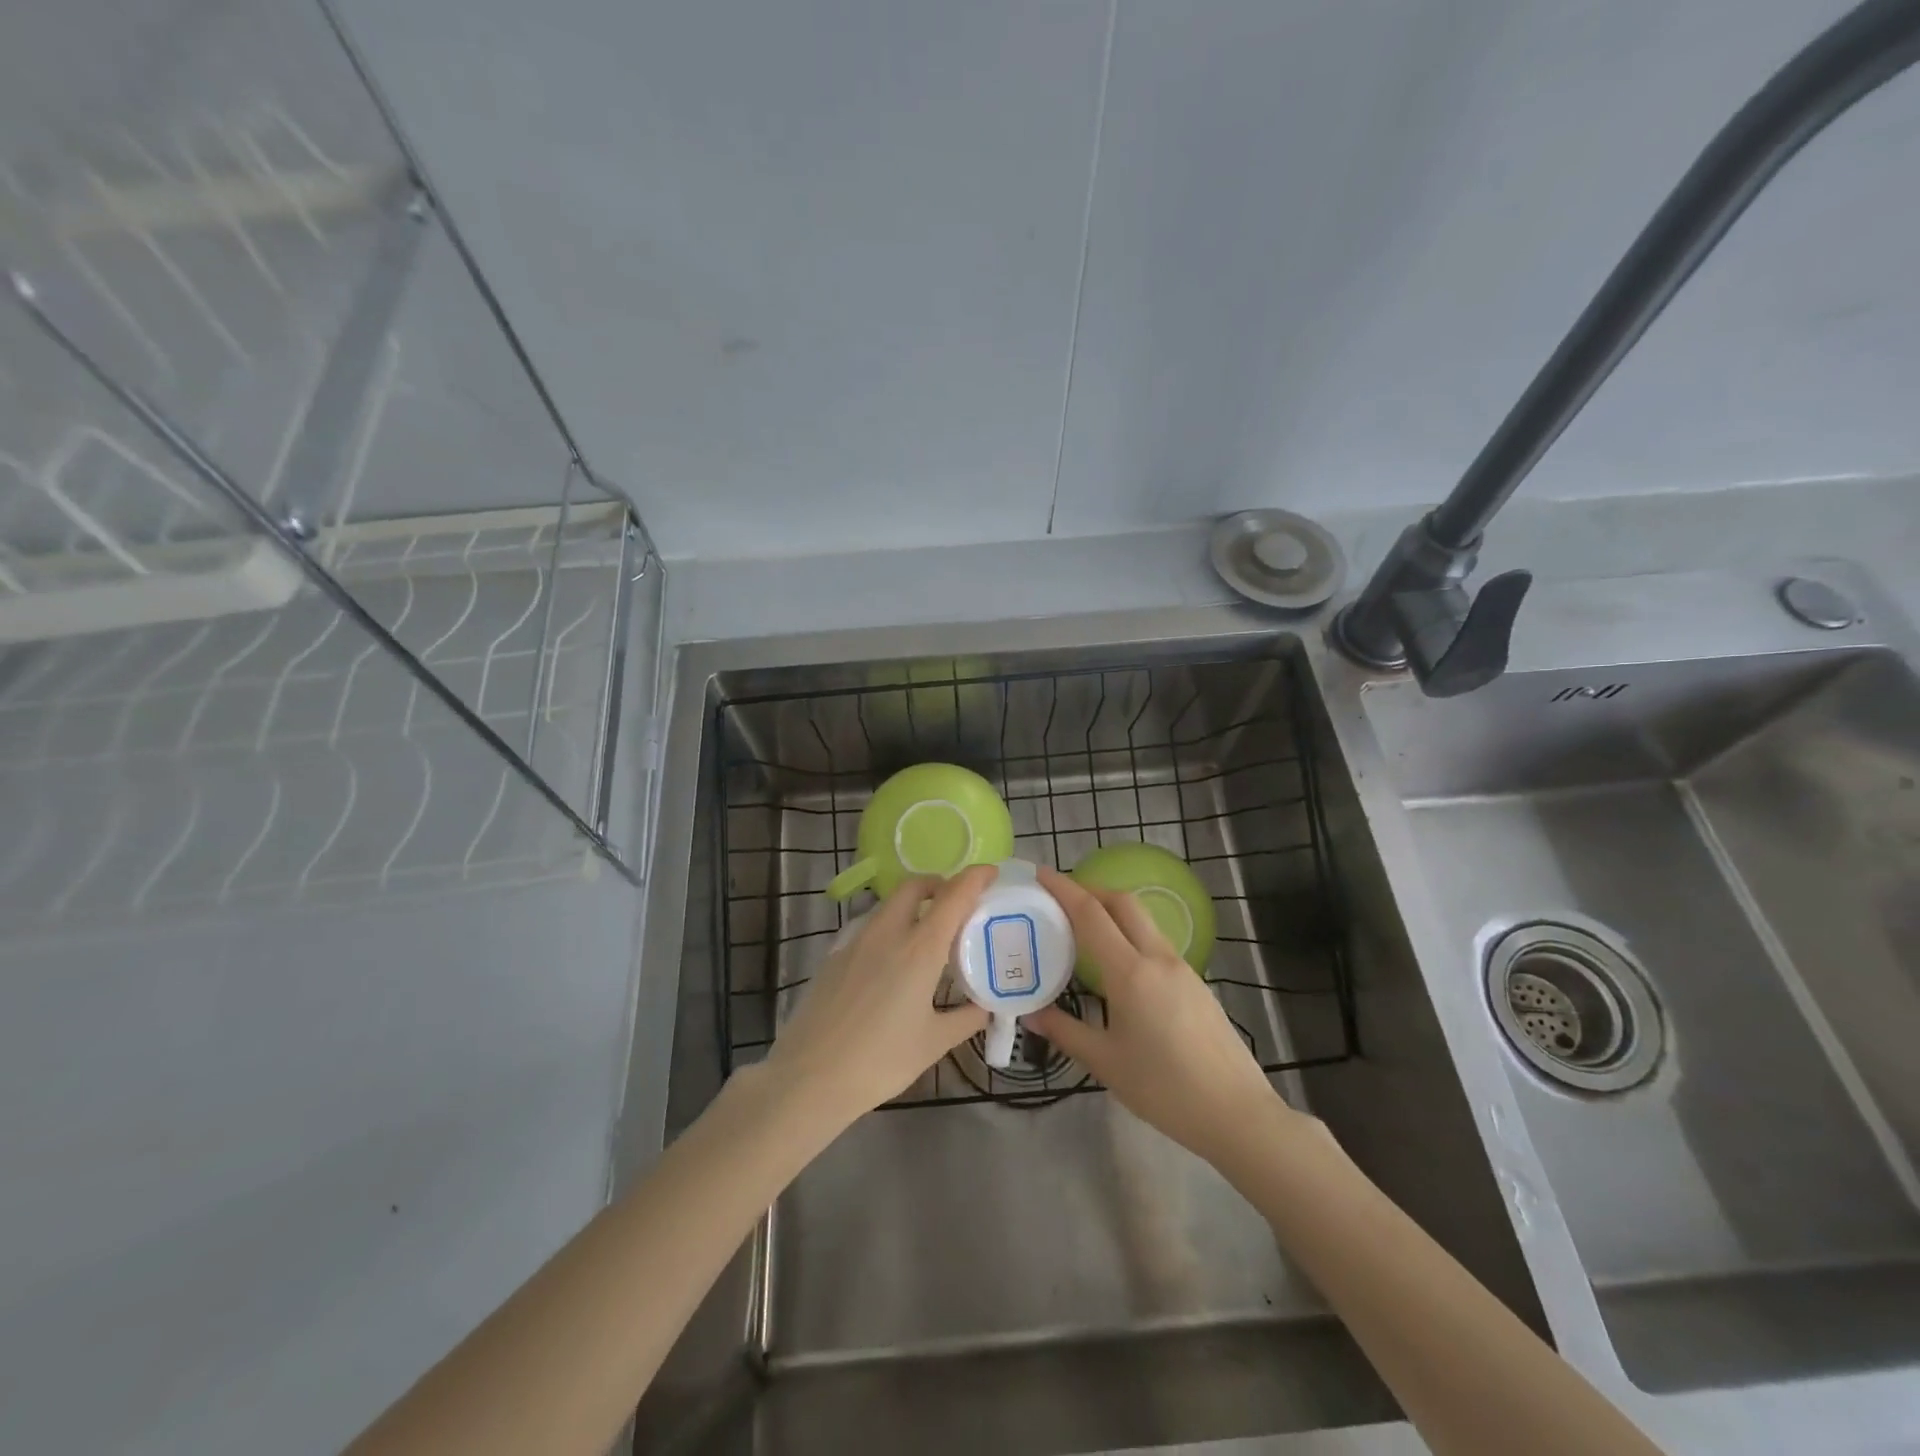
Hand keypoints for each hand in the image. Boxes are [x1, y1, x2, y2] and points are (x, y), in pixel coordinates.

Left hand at [762, 866, 993, 1127]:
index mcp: (919, 949)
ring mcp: (855, 941)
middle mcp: (887, 933)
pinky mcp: (834, 956)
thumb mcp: (933, 1043)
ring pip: (888, 905)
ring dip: (912, 905)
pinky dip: (889, 928)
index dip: (975, 878)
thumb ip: (966, 1018)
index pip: (953, 896)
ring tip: (926, 936)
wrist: (808, 1077)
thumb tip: (987, 1006)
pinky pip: (869, 927)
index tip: (991, 873)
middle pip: (914, 886)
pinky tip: (892, 963)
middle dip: (938, 884)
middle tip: (956, 904)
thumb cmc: (880, 1061)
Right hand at [1026, 865, 1290, 1164]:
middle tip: (1059, 899)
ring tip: (1083, 929)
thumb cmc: (1164, 1089)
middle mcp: (1158, 958)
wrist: (1237, 1113)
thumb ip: (1065, 1032)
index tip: (1041, 874)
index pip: (1091, 914)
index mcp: (1131, 973)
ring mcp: (1182, 968)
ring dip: (1112, 911)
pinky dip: (1129, 935)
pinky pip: (1155, 942)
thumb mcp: (1105, 1063)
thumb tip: (1032, 1013)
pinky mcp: (1195, 983)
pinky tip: (1117, 964)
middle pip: (1122, 902)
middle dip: (1090, 890)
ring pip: (1142, 920)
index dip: (1064, 889)